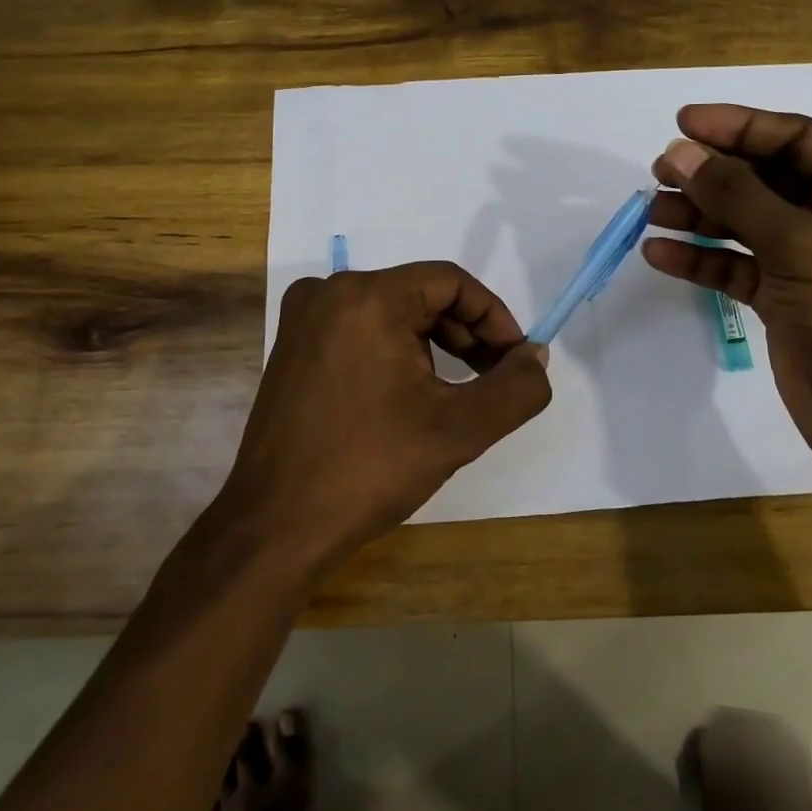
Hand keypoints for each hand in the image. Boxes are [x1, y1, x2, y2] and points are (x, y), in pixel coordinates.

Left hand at [213, 262, 551, 572]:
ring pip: (392, 315)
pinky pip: (362, 332)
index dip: (493, 316)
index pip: (450, 281)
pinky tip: (412, 397)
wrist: (275, 529)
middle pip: (421, 295)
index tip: (515, 360)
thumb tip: (536, 358)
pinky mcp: (293, 349)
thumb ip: (515, 389)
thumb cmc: (368, 468)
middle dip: (466, 334)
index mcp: (366, 296)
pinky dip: (398, 354)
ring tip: (457, 393)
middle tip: (493, 379)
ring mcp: (304, 320)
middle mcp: (328, 293)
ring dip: (435, 346)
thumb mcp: (459, 429)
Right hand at [642, 104, 811, 529]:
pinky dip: (702, 260)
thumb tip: (677, 152)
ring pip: (746, 223)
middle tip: (658, 171)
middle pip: (765, 178)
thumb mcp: (798, 242)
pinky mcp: (787, 298)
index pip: (795, 138)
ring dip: (698, 216)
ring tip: (650, 212)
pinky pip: (737, 266)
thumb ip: (734, 194)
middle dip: (711, 174)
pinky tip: (660, 254)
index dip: (736, 127)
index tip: (681, 123)